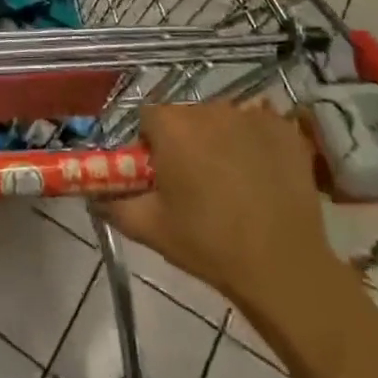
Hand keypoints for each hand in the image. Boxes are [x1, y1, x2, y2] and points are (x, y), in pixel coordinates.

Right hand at [96, 102, 348, 324]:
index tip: (160, 174)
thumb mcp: (150, 228)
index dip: (150, 144)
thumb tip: (93, 195)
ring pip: (221, 120)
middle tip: (194, 183)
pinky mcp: (284, 130)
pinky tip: (261, 174)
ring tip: (232, 182)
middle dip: (185, 141)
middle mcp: (208, 110)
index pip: (148, 118)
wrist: (283, 267)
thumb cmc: (208, 245)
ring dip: (219, 140)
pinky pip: (258, 126)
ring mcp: (251, 117)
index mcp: (172, 127)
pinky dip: (254, 143)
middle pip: (186, 117)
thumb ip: (113, 205)